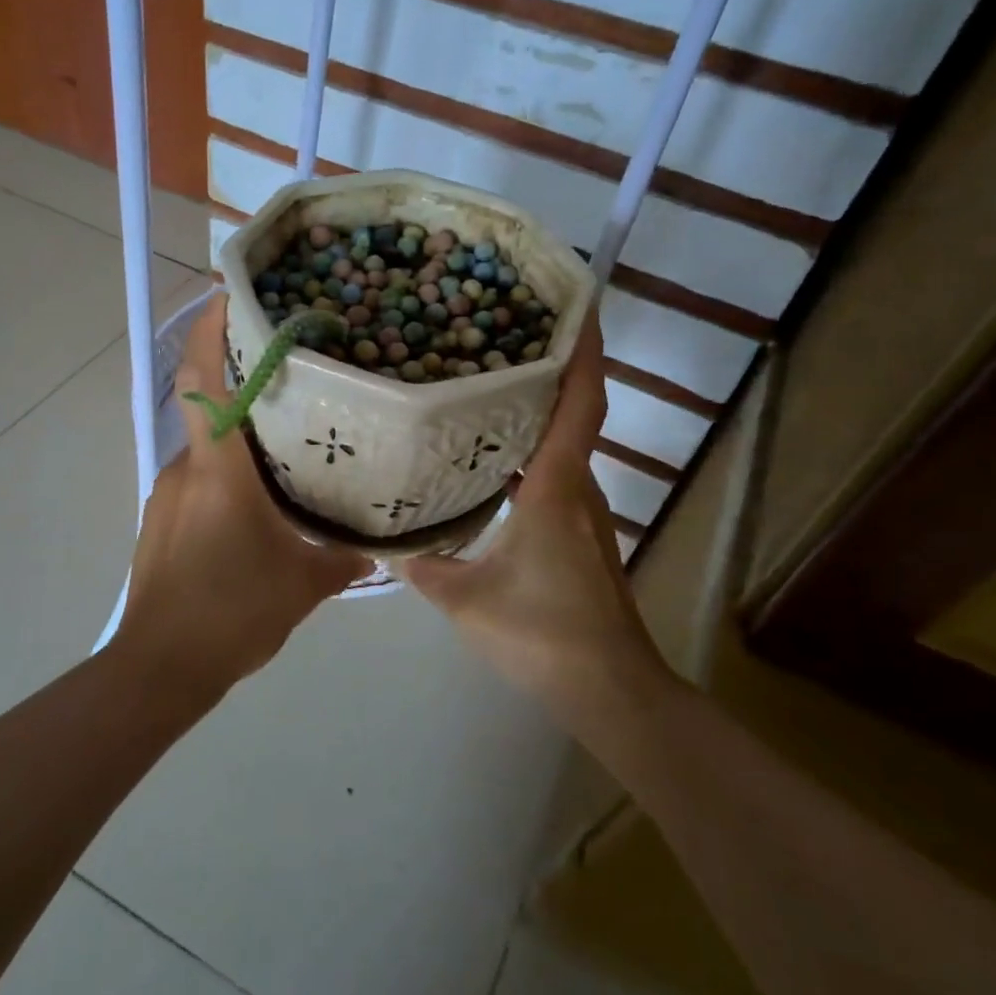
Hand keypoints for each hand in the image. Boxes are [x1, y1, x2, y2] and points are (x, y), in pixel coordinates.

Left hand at [117, 295, 369, 682]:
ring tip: (287, 442)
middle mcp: (187, 469)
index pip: (205, 379)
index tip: (231, 291)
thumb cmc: (232, 613)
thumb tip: (378, 548)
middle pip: (211, 405)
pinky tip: (258, 503)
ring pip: (207, 447)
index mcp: (220, 469)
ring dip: (240, 436)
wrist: (160, 668)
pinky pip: (199, 478)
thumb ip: (344, 558)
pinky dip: (227, 474)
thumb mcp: (304, 584)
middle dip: (244, 380)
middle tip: (295, 370)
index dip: (211, 328)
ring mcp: (168, 494)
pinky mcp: (163, 520)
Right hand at [400, 314, 656, 695]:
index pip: (580, 403)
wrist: (610, 689)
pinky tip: (493, 465)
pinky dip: (532, 455)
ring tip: (487, 390)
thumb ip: (423, 566)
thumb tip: (385, 542)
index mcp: (556, 487)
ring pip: (564, 446)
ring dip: (537, 414)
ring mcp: (584, 513)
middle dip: (547, 371)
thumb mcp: (465, 599)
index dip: (583, 351)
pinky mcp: (582, 535)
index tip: (576, 305)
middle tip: (499, 339)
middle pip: (573, 414)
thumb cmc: (542, 633)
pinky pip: (557, 475)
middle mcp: (577, 488)